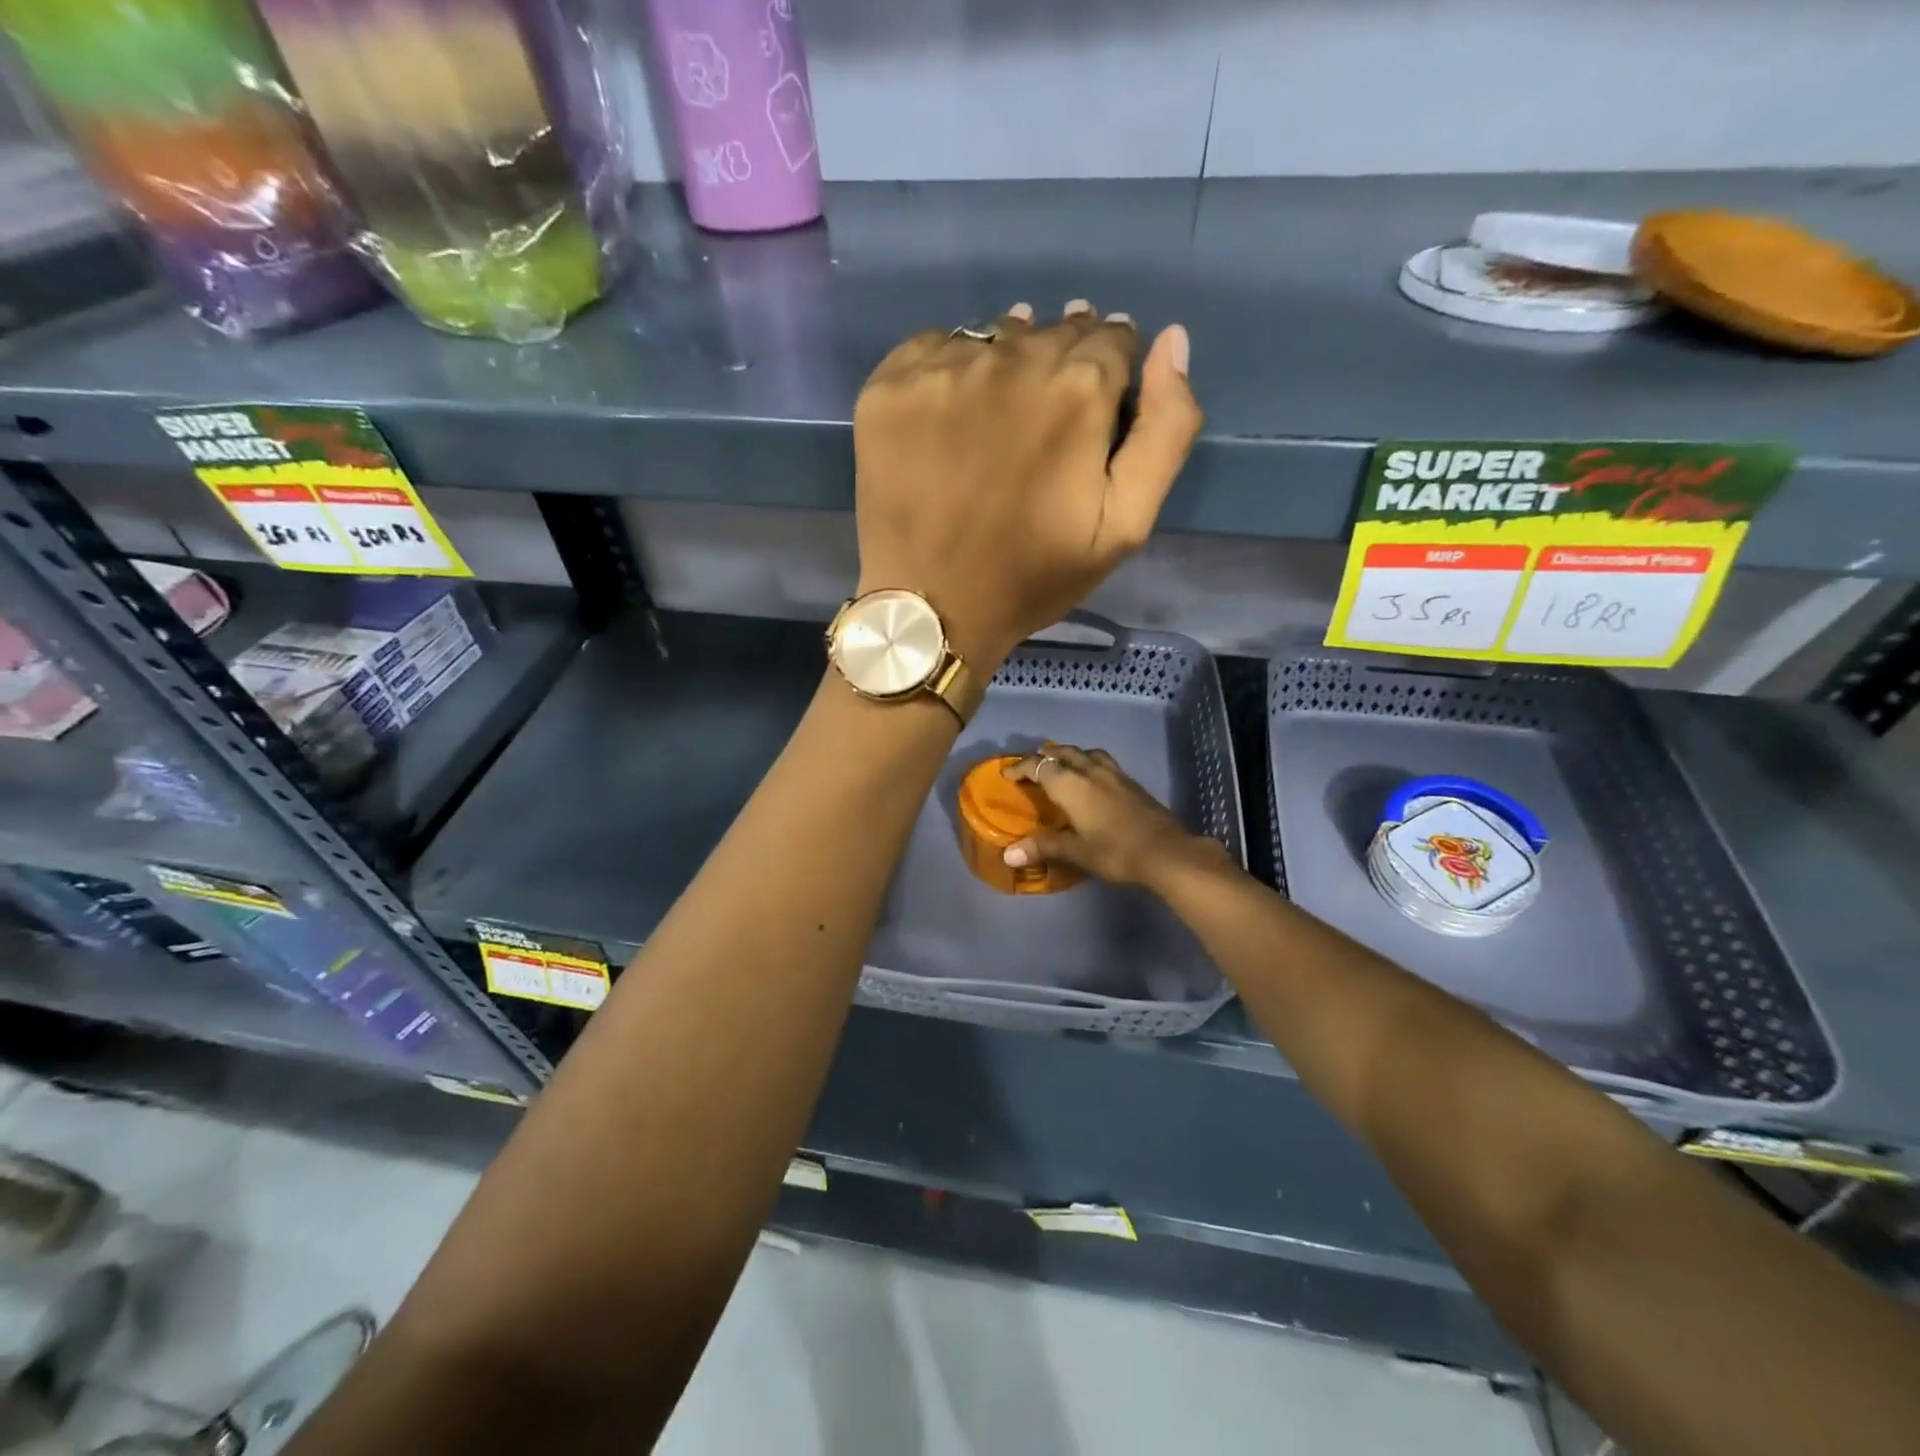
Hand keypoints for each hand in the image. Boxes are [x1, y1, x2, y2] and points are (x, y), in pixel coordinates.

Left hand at [853, 300, 1201, 671]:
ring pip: (994, 336)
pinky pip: (933, 349)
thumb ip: (1165, 430)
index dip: (1110, 371)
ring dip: (1007, 361)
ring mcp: (943, 368)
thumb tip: (1171, 341)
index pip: (1112, 340)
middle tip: (1046, 419)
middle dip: (1062, 363)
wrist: (931, 607)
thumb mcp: (1125, 525)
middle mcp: (1012, 358)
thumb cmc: (1033, 576)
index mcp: (1078, 389)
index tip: (1094, 408)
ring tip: (999, 416)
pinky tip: (949, 417)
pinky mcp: (890, 386)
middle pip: (1052, 332)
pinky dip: (949, 371)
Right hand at [1000, 744, 1228, 888]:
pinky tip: (1093, 779)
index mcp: (1071, 785)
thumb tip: (1008, 855)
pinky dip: (1088, 763)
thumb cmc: (1115, 851)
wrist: (1166, 851)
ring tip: (1062, 766)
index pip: (1039, 766)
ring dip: (1069, 755)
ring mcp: (1114, 773)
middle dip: (1044, 756)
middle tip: (1033, 766)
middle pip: (1062, 753)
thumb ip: (1042, 847)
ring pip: (1085, 753)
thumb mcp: (1076, 851)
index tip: (1008, 774)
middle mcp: (1090, 771)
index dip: (1021, 767)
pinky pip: (1102, 761)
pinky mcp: (1131, 781)